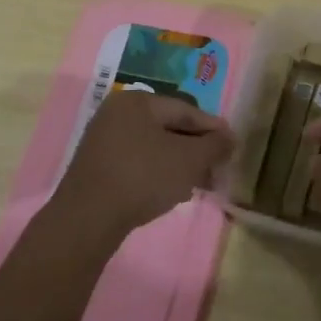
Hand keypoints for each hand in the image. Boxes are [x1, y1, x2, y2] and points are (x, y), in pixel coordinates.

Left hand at [49, 89, 234, 244]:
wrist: (87, 219)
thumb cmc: (143, 177)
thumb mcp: (189, 159)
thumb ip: (215, 145)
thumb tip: (230, 138)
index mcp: (137, 101)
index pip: (186, 110)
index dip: (213, 128)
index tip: (232, 146)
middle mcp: (117, 113)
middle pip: (169, 128)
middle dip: (196, 149)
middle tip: (217, 169)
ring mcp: (103, 140)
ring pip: (154, 147)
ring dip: (179, 164)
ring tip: (199, 184)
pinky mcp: (97, 166)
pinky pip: (137, 162)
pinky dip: (157, 173)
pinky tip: (171, 192)